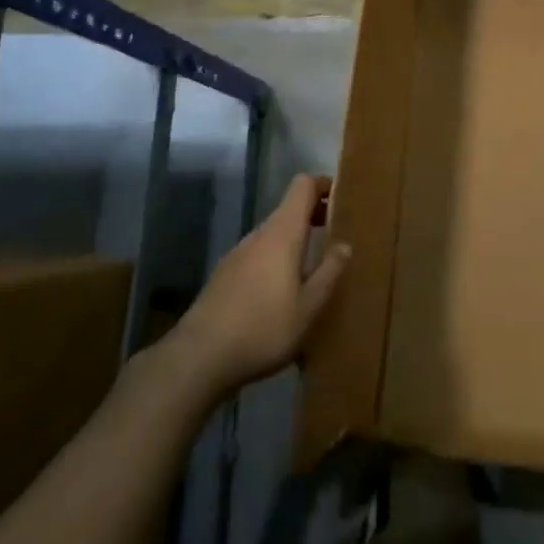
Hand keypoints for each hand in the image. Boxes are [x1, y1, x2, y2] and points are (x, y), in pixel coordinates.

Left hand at [174, 173, 350, 396]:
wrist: (199, 357)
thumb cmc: (263, 328)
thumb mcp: (308, 307)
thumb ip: (329, 272)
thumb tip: (345, 244)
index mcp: (282, 233)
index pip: (302, 186)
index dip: (322, 185)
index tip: (341, 200)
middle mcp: (258, 234)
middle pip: (288, 209)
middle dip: (312, 215)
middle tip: (334, 235)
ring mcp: (237, 253)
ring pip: (272, 234)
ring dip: (293, 240)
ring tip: (310, 268)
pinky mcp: (223, 275)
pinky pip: (257, 255)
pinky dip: (274, 259)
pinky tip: (279, 294)